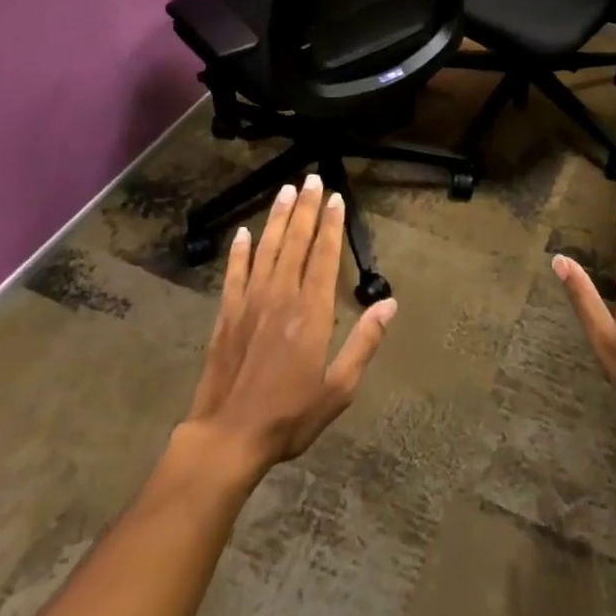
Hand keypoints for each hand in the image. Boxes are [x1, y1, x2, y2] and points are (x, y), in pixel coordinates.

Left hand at [183, 175, 395, 475]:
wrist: (227, 437)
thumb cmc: (290, 415)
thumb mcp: (339, 388)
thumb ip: (364, 342)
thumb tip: (390, 304)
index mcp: (312, 312)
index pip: (324, 256)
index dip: (331, 225)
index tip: (335, 198)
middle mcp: (281, 296)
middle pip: (296, 242)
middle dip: (305, 208)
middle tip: (311, 178)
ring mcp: (250, 302)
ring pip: (266, 249)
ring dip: (277, 217)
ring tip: (285, 190)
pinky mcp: (226, 314)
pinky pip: (234, 273)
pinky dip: (239, 251)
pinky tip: (243, 233)